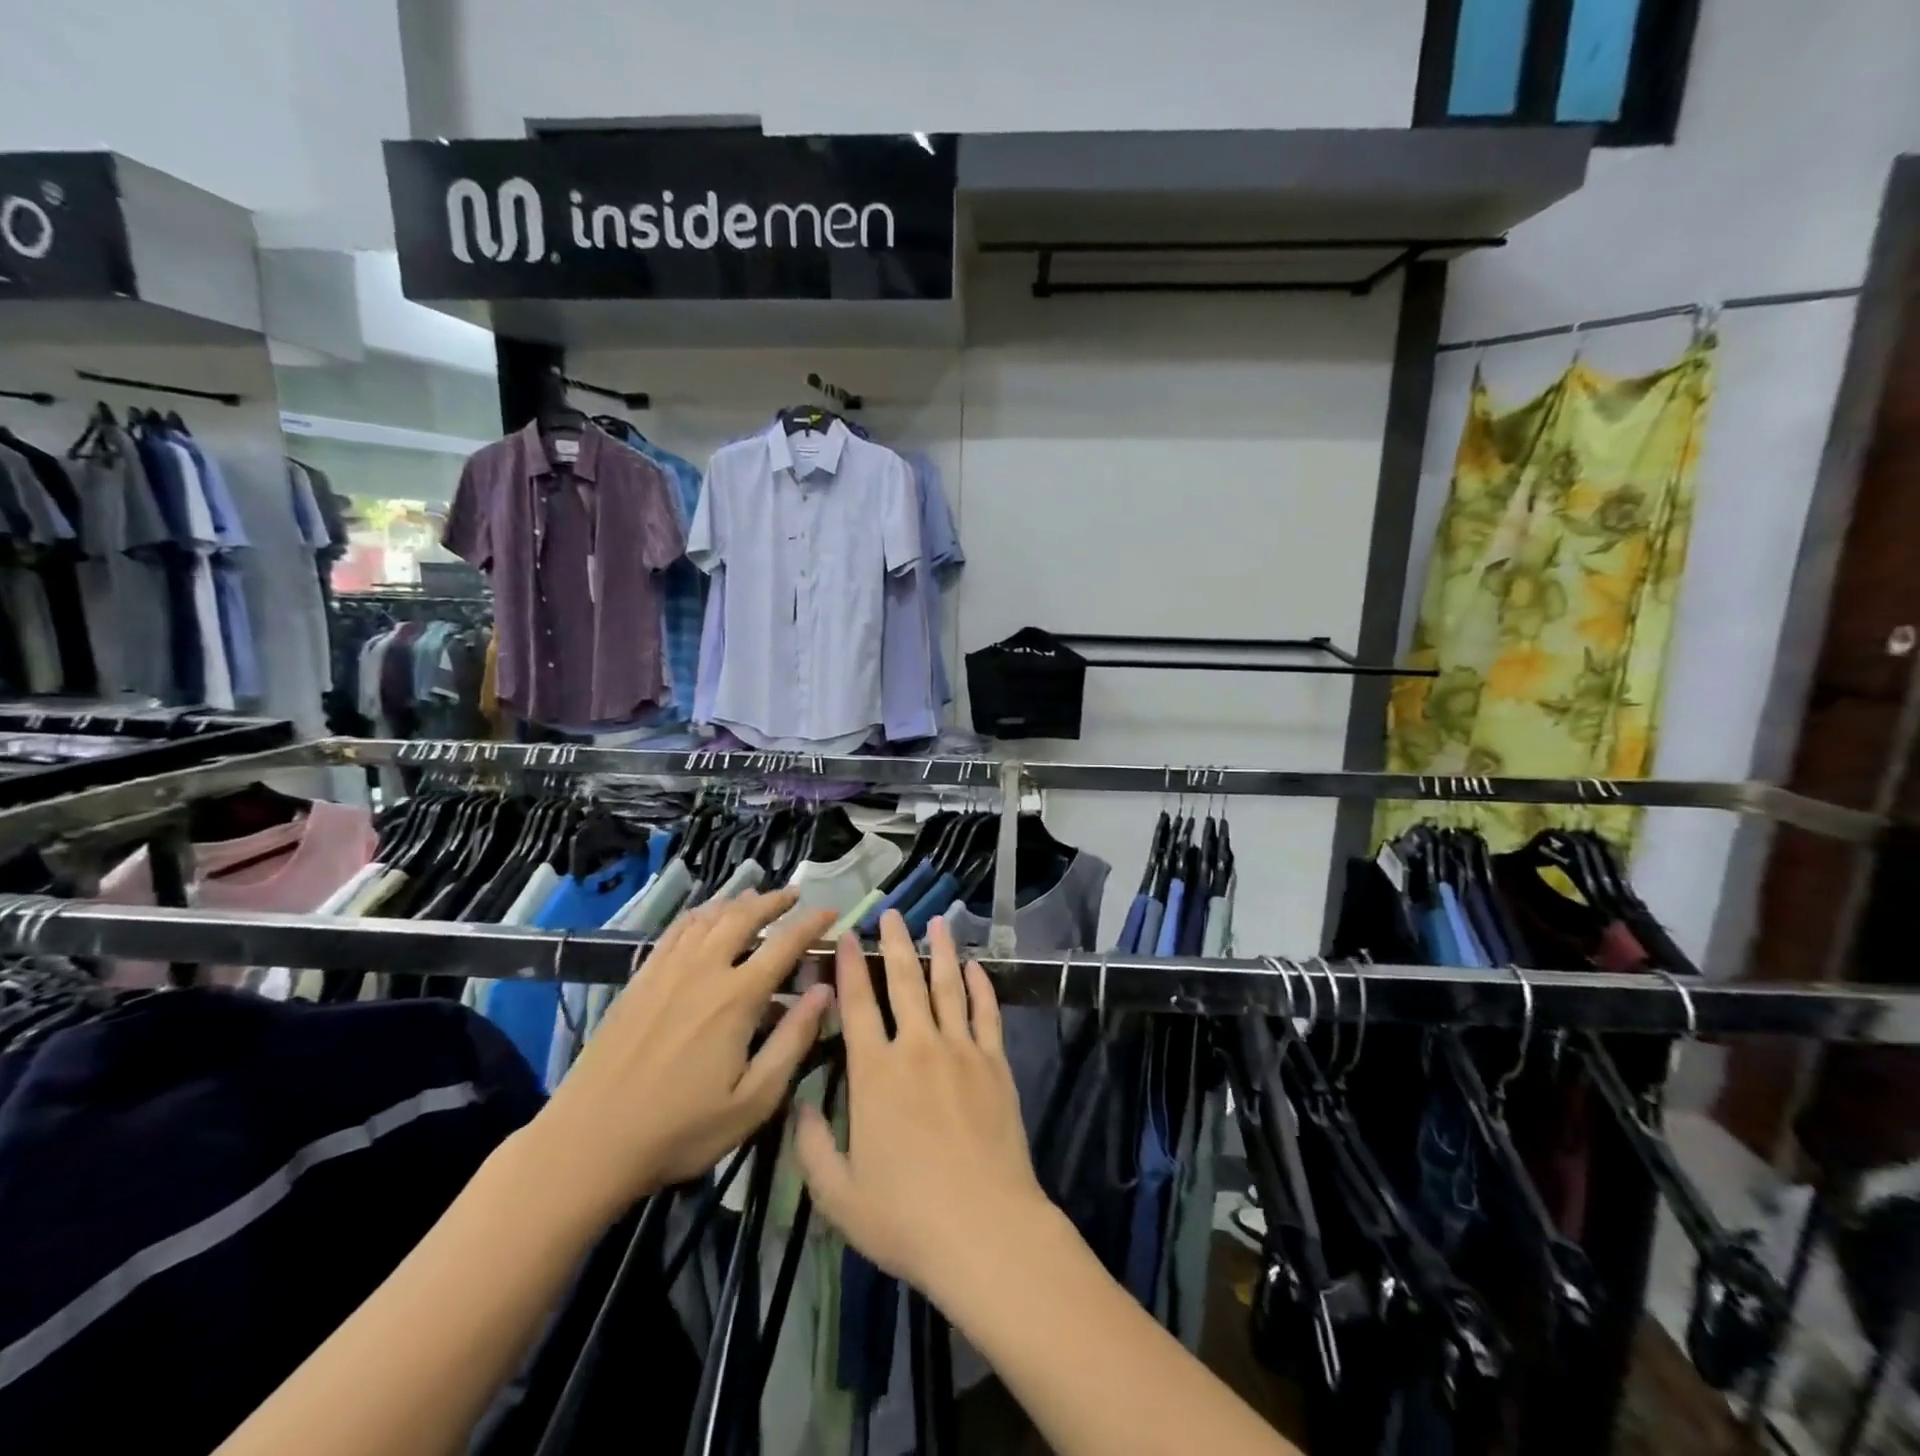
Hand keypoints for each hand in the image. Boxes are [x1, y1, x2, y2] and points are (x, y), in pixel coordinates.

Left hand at [527, 892, 836, 1221]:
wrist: (588, 1142)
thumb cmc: (679, 1130)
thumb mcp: (752, 1101)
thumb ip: (792, 1041)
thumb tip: (825, 990)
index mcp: (736, 998)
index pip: (784, 943)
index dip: (812, 923)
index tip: (832, 912)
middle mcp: (703, 970)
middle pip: (743, 916)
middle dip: (774, 901)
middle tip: (794, 895)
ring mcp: (666, 970)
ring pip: (708, 917)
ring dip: (737, 902)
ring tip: (756, 898)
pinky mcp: (640, 979)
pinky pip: (675, 930)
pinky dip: (699, 914)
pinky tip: (705, 917)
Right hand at [795, 912, 1059, 1304]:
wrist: (984, 1229)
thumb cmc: (905, 1216)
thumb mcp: (838, 1195)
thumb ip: (811, 1146)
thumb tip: (797, 1104)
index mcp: (875, 1072)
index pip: (857, 1005)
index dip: (849, 968)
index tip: (846, 938)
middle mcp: (916, 1047)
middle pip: (904, 982)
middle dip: (895, 943)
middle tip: (893, 914)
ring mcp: (961, 1050)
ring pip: (948, 986)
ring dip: (941, 951)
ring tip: (937, 922)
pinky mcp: (995, 1063)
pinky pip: (987, 1012)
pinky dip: (981, 985)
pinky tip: (975, 967)